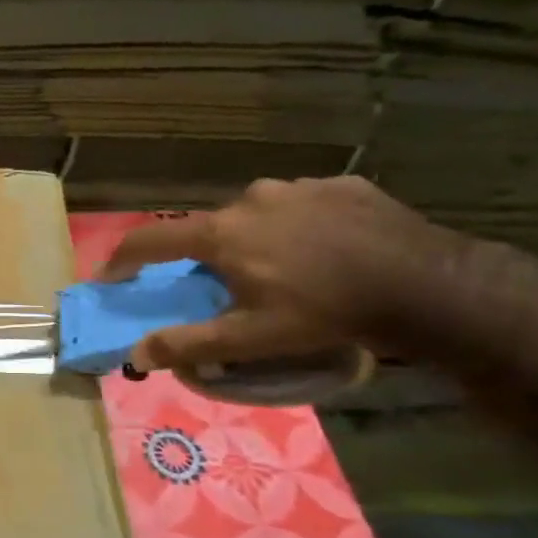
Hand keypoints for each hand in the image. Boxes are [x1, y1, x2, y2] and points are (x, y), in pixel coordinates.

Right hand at [98, 176, 457, 369]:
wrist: (426, 284)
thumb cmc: (325, 312)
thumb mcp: (252, 338)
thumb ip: (189, 343)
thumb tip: (136, 353)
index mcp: (222, 234)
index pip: (152, 239)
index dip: (124, 258)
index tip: (111, 276)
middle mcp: (251, 199)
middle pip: (210, 229)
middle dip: (207, 256)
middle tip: (226, 286)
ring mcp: (299, 187)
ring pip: (257, 214)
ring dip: (255, 238)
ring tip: (285, 269)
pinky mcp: (342, 185)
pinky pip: (302, 205)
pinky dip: (299, 226)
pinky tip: (325, 251)